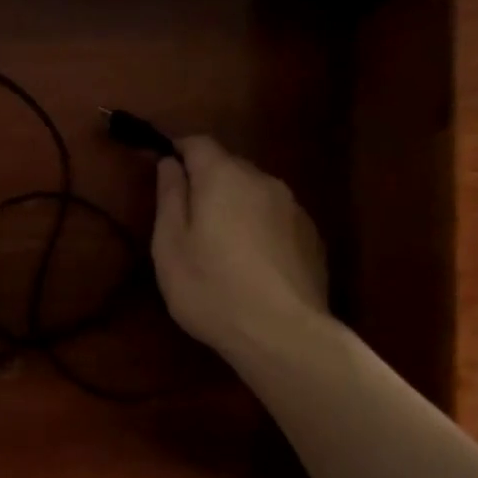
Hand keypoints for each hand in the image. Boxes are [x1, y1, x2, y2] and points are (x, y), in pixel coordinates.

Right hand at [151, 136, 328, 356]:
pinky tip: (253, 264)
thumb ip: (169, 197)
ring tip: (223, 246)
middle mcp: (263, 180)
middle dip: (208, 182)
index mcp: (223, 177)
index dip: (178, 150)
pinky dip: (261, 229)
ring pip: (256, 194)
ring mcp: (294, 208)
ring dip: (237, 207)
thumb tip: (170, 162)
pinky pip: (277, 219)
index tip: (164, 169)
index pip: (199, 142)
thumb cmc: (211, 289)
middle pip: (230, 167)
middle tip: (189, 219)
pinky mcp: (312, 237)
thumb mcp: (170, 246)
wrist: (282, 334)